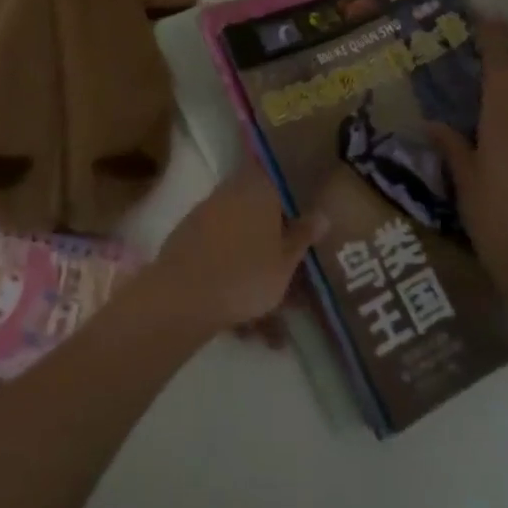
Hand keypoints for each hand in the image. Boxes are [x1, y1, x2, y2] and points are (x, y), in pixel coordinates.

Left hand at [148, 168, 327, 335]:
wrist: (185, 293)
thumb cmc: (247, 274)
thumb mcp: (286, 261)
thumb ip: (303, 235)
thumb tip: (322, 213)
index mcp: (259, 187)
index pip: (279, 177)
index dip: (292, 198)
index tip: (304, 220)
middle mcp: (232, 190)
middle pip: (261, 213)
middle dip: (276, 247)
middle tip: (294, 285)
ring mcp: (208, 211)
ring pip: (242, 241)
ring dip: (256, 274)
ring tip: (272, 329)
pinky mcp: (190, 235)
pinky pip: (222, 254)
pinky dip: (235, 282)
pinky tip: (245, 327)